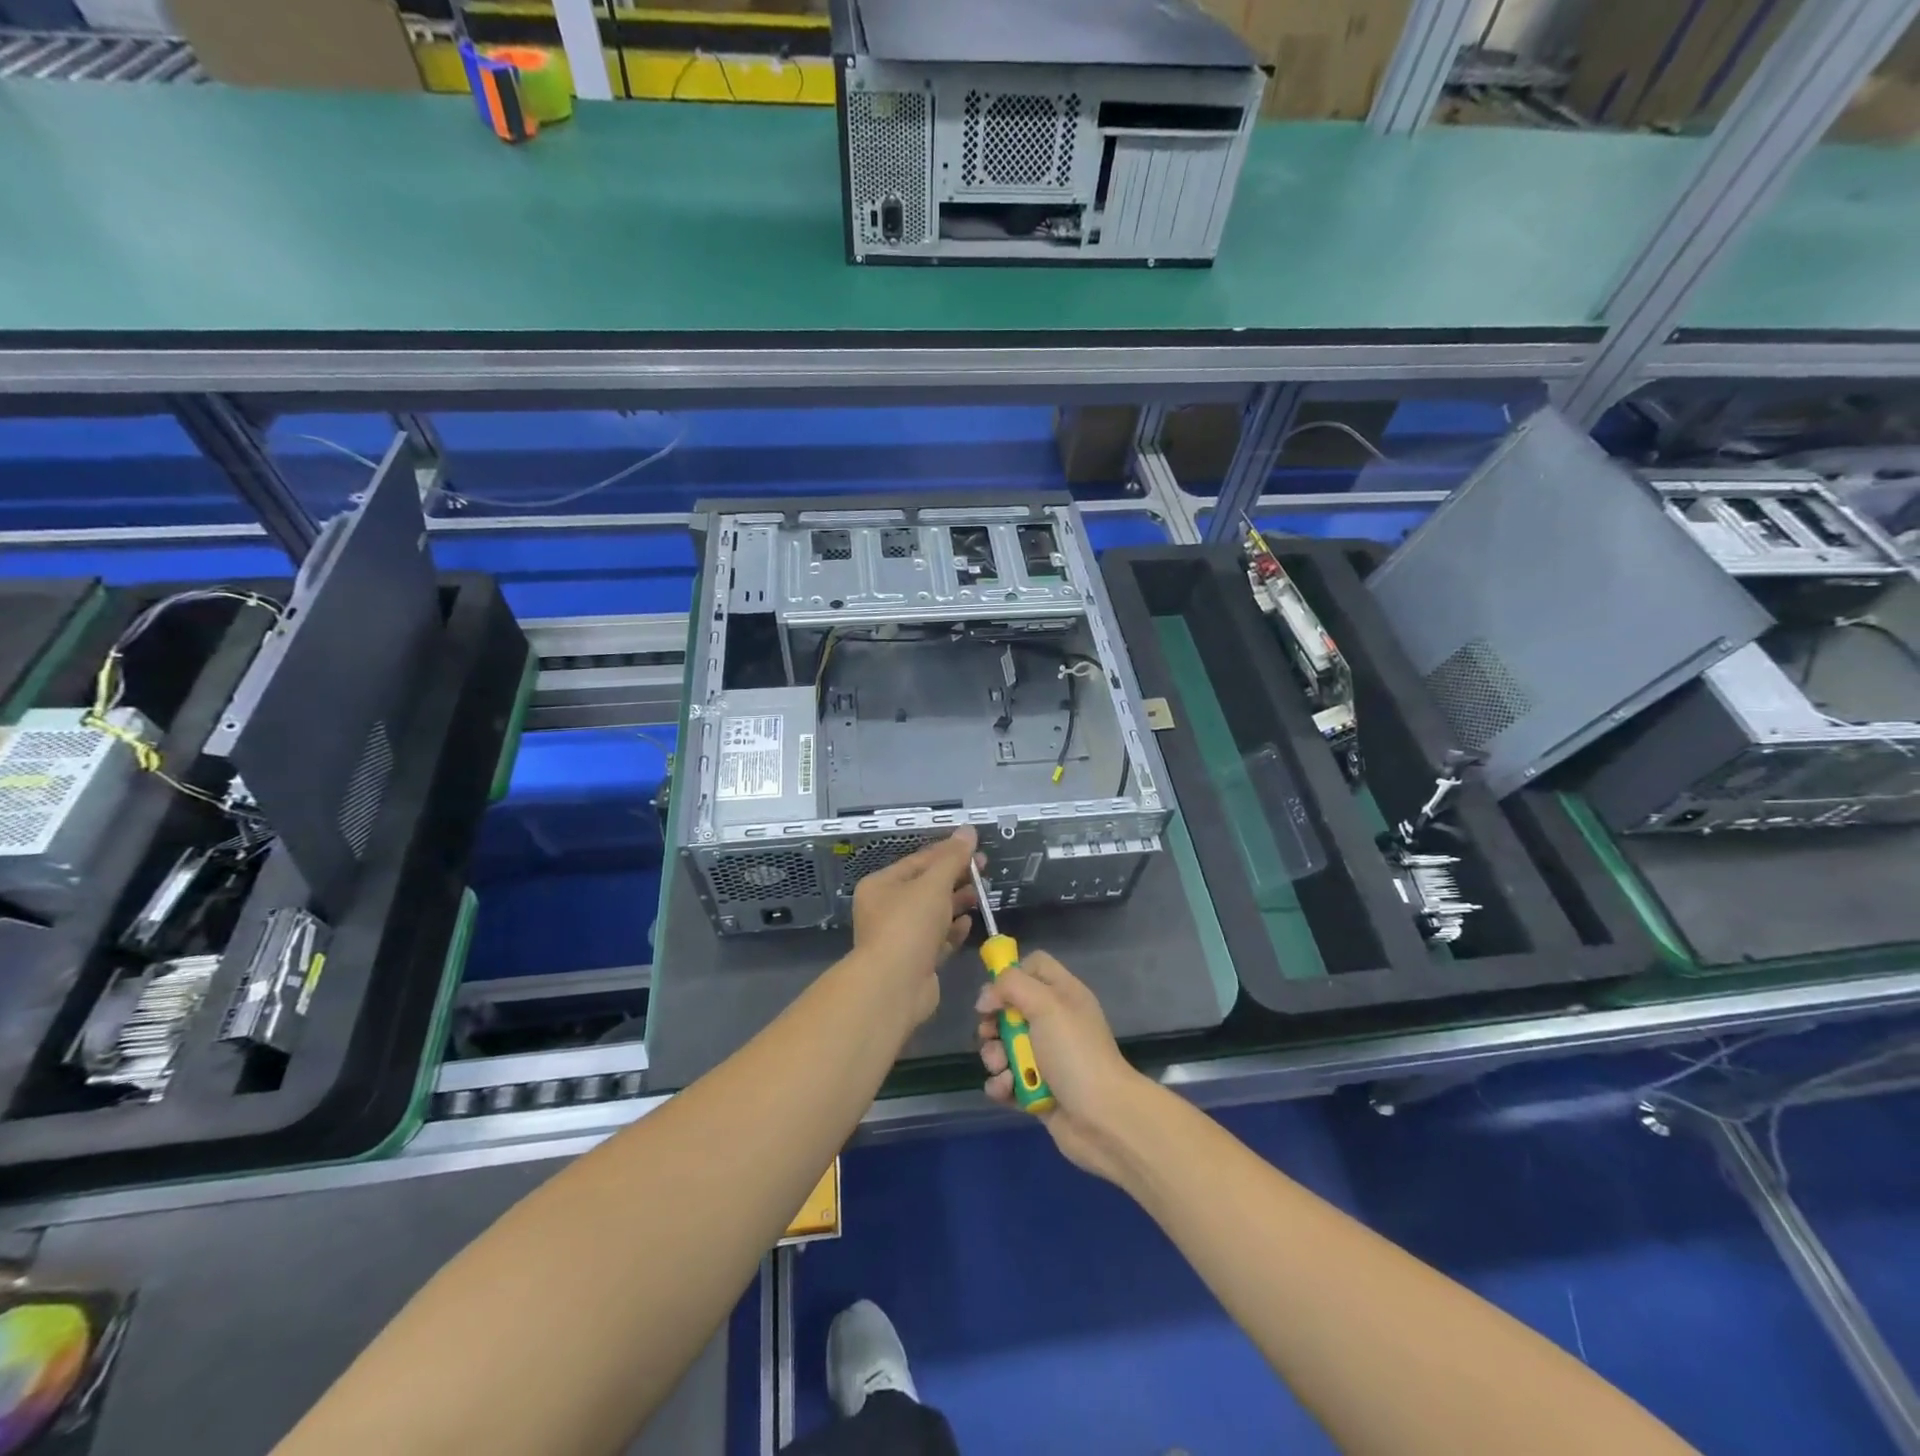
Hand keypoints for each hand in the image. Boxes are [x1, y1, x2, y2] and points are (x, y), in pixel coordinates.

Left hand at [850, 827, 979, 1028]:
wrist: (894, 985)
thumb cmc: (909, 924)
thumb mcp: (933, 884)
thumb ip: (953, 858)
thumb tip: (968, 830)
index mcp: (881, 885)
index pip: (918, 861)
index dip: (948, 852)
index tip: (976, 848)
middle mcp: (886, 909)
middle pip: (926, 887)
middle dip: (955, 878)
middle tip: (984, 870)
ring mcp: (900, 936)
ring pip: (932, 913)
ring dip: (956, 903)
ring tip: (980, 895)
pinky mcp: (915, 961)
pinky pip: (936, 939)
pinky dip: (952, 930)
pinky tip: (968, 923)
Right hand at [976, 951, 1154, 1182]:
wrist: (1103, 1119)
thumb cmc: (1075, 1053)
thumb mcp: (1046, 1004)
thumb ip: (1011, 986)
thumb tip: (985, 999)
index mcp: (1063, 994)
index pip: (1034, 966)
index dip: (1011, 975)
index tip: (995, 994)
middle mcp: (1054, 1021)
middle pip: (1010, 1009)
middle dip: (993, 1023)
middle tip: (990, 1034)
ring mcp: (1045, 1057)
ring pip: (1004, 1046)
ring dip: (994, 1057)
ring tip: (1002, 1069)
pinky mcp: (1037, 1090)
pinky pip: (1007, 1080)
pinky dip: (1001, 1085)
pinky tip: (1006, 1090)